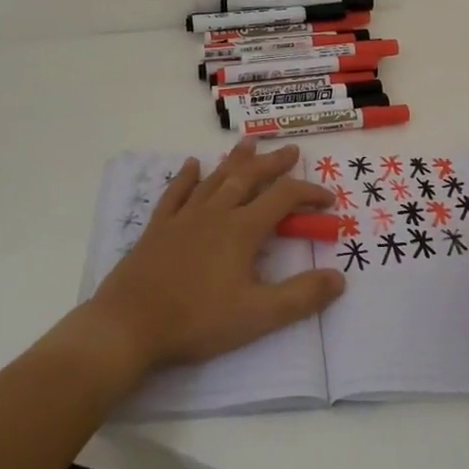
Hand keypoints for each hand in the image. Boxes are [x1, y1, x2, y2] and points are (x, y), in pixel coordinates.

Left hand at [88, 140, 346, 372]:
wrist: (129, 325)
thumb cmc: (197, 320)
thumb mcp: (257, 315)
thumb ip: (301, 296)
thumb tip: (339, 279)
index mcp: (241, 229)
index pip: (283, 198)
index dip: (309, 194)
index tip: (328, 200)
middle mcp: (215, 213)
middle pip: (249, 178)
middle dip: (274, 163)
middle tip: (292, 150)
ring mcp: (184, 217)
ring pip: (215, 179)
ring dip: (235, 160)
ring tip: (249, 143)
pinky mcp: (158, 228)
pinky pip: (176, 193)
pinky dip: (186, 177)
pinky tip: (191, 165)